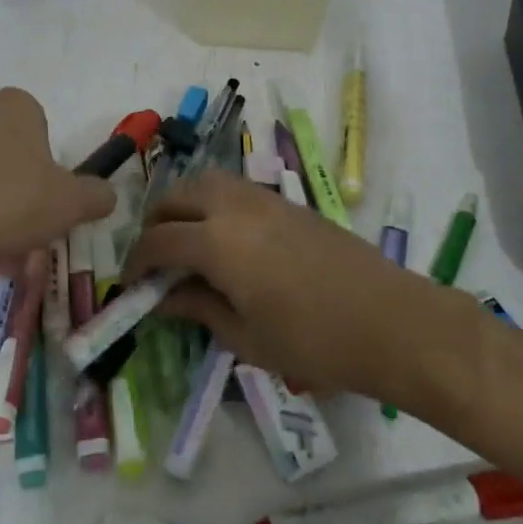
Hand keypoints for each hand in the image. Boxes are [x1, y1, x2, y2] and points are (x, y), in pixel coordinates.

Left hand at [0, 88, 115, 289]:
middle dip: (19, 206)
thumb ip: (97, 195)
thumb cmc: (8, 203)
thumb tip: (105, 195)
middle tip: (22, 247)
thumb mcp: (71, 204)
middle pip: (10, 162)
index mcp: (16, 105)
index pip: (43, 135)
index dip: (49, 176)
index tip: (46, 209)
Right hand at [122, 169, 458, 404]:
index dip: (137, 261)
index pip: (158, 240)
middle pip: (176, 197)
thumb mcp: (245, 337)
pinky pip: (236, 188)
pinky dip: (215, 202)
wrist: (390, 321)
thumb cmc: (313, 341)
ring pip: (207, 182)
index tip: (132, 283)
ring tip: (188, 240)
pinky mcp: (289, 201)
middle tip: (156, 258)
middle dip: (156, 223)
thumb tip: (163, 298)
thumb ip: (198, 308)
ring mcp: (264, 198)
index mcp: (216, 241)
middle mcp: (234, 207)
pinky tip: (227, 237)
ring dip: (185, 204)